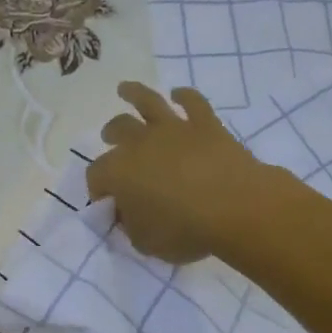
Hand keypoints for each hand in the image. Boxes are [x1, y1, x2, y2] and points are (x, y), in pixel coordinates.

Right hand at [86, 83, 266, 264]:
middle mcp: (140, 143)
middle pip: (117, 131)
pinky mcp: (205, 124)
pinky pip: (192, 102)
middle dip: (111, 135)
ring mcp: (174, 129)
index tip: (107, 203)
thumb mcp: (146, 242)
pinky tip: (180, 94)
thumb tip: (128, 214)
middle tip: (110, 139)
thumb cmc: (184, 230)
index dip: (97, 190)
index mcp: (119, 173)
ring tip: (125, 90)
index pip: (96, 177)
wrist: (235, 206)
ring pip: (147, 102)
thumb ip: (131, 226)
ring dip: (134, 94)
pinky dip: (184, 96)